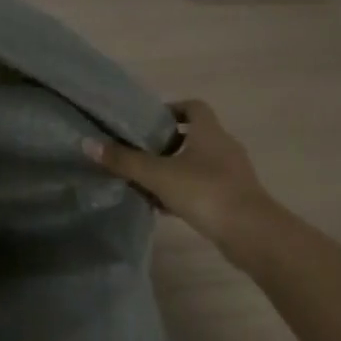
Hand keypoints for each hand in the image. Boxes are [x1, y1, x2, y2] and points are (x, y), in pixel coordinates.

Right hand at [82, 100, 277, 248]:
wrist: (252, 234)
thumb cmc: (205, 191)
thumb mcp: (158, 175)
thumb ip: (124, 160)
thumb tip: (88, 144)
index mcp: (209, 131)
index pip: (193, 106)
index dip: (172, 109)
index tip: (149, 121)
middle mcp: (224, 146)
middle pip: (194, 135)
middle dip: (167, 142)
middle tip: (140, 151)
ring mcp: (232, 174)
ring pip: (198, 163)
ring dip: (175, 169)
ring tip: (147, 180)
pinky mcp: (234, 199)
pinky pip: (204, 187)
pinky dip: (185, 192)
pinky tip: (164, 207)